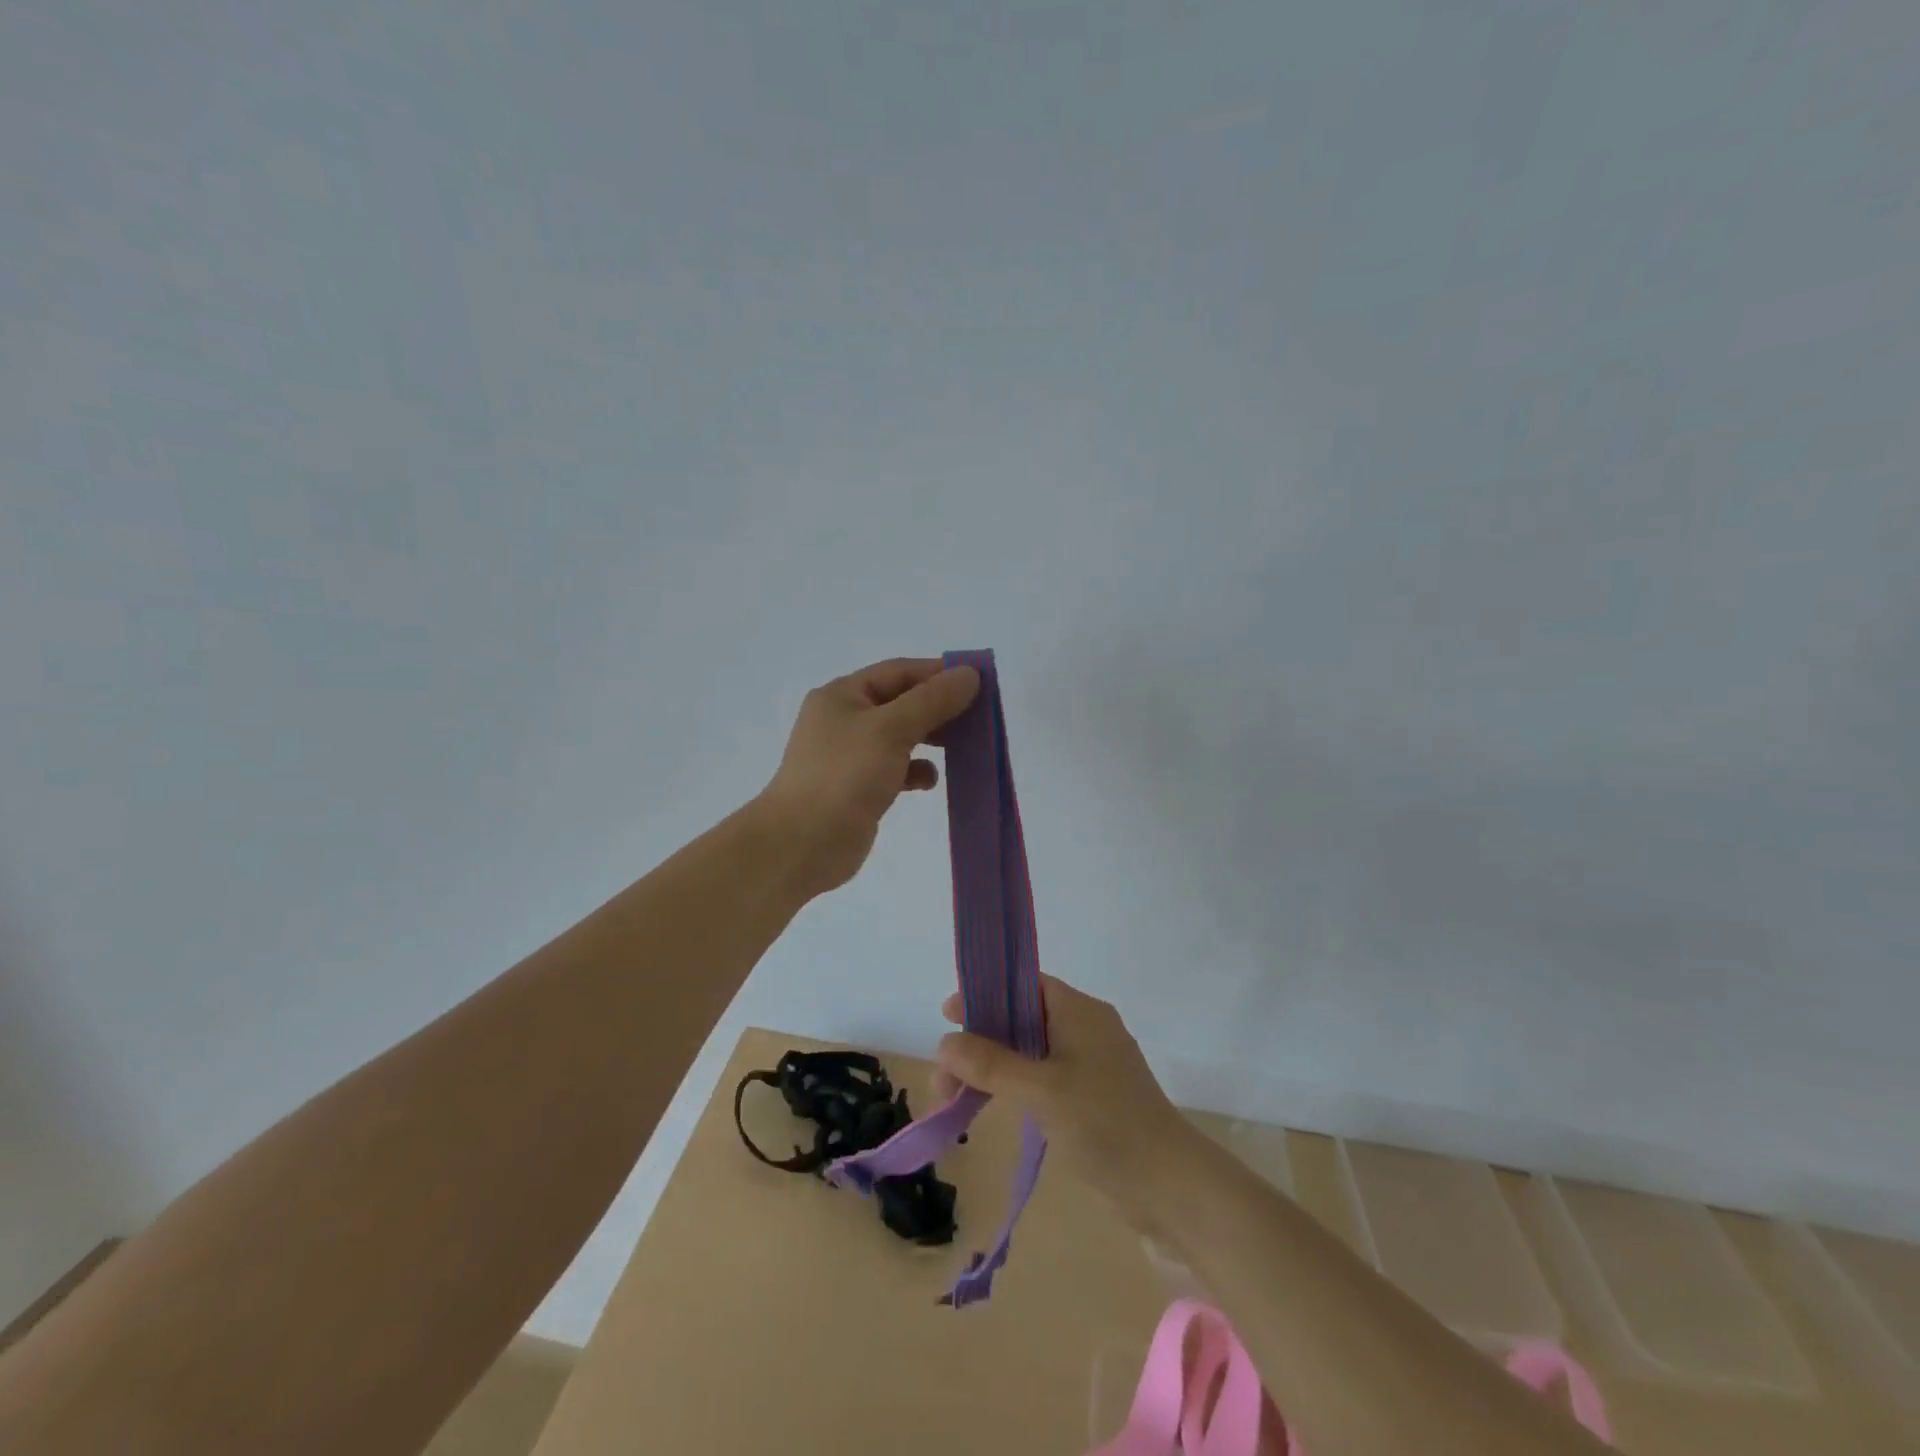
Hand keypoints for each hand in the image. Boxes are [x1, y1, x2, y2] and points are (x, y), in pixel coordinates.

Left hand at [756, 657, 980, 897]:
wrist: (802, 843)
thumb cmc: (844, 775)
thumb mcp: (891, 729)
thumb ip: (932, 700)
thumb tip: (969, 674)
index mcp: (843, 695)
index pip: (899, 672)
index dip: (938, 673)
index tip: (978, 683)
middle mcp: (844, 720)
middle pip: (901, 703)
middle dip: (938, 709)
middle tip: (977, 718)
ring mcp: (850, 756)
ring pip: (900, 737)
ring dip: (930, 740)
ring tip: (962, 748)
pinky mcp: (858, 788)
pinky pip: (895, 769)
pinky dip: (915, 771)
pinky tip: (929, 781)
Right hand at [932, 975, 1191, 1222]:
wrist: (1169, 1186)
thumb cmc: (1105, 1123)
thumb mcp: (1041, 1090)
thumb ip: (992, 1063)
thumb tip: (945, 1042)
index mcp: (1078, 1011)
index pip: (1024, 985)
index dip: (985, 994)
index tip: (948, 1015)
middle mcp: (1084, 1029)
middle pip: (1020, 1021)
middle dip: (979, 1044)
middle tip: (942, 1079)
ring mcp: (1090, 1065)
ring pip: (1028, 1054)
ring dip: (991, 1072)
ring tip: (954, 1103)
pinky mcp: (1092, 1098)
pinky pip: (1042, 1080)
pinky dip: (1013, 1090)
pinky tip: (989, 1110)